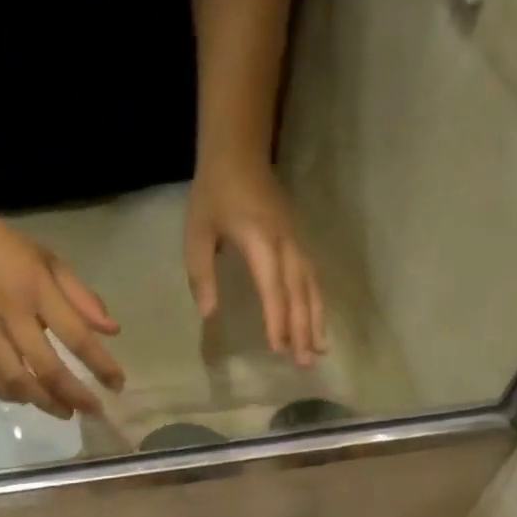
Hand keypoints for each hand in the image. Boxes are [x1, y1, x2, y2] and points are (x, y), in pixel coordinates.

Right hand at [0, 203, 124, 417]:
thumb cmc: (5, 247)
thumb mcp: (49, 261)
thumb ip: (82, 297)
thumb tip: (113, 332)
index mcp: (36, 288)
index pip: (76, 335)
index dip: (100, 365)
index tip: (117, 385)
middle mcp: (9, 312)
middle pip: (46, 367)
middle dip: (74, 395)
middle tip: (92, 410)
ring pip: (15, 379)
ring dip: (43, 402)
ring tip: (63, 412)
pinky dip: (9, 394)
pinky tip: (27, 398)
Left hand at [184, 155, 326, 365]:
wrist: (239, 153)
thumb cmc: (213, 195)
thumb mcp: (197, 234)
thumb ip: (202, 275)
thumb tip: (209, 314)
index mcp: (259, 242)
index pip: (273, 288)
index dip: (277, 319)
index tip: (278, 348)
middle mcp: (284, 244)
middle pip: (299, 292)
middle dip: (303, 329)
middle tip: (305, 363)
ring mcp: (295, 241)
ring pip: (311, 285)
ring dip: (316, 319)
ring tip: (319, 351)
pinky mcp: (297, 240)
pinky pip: (312, 276)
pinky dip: (316, 302)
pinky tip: (317, 322)